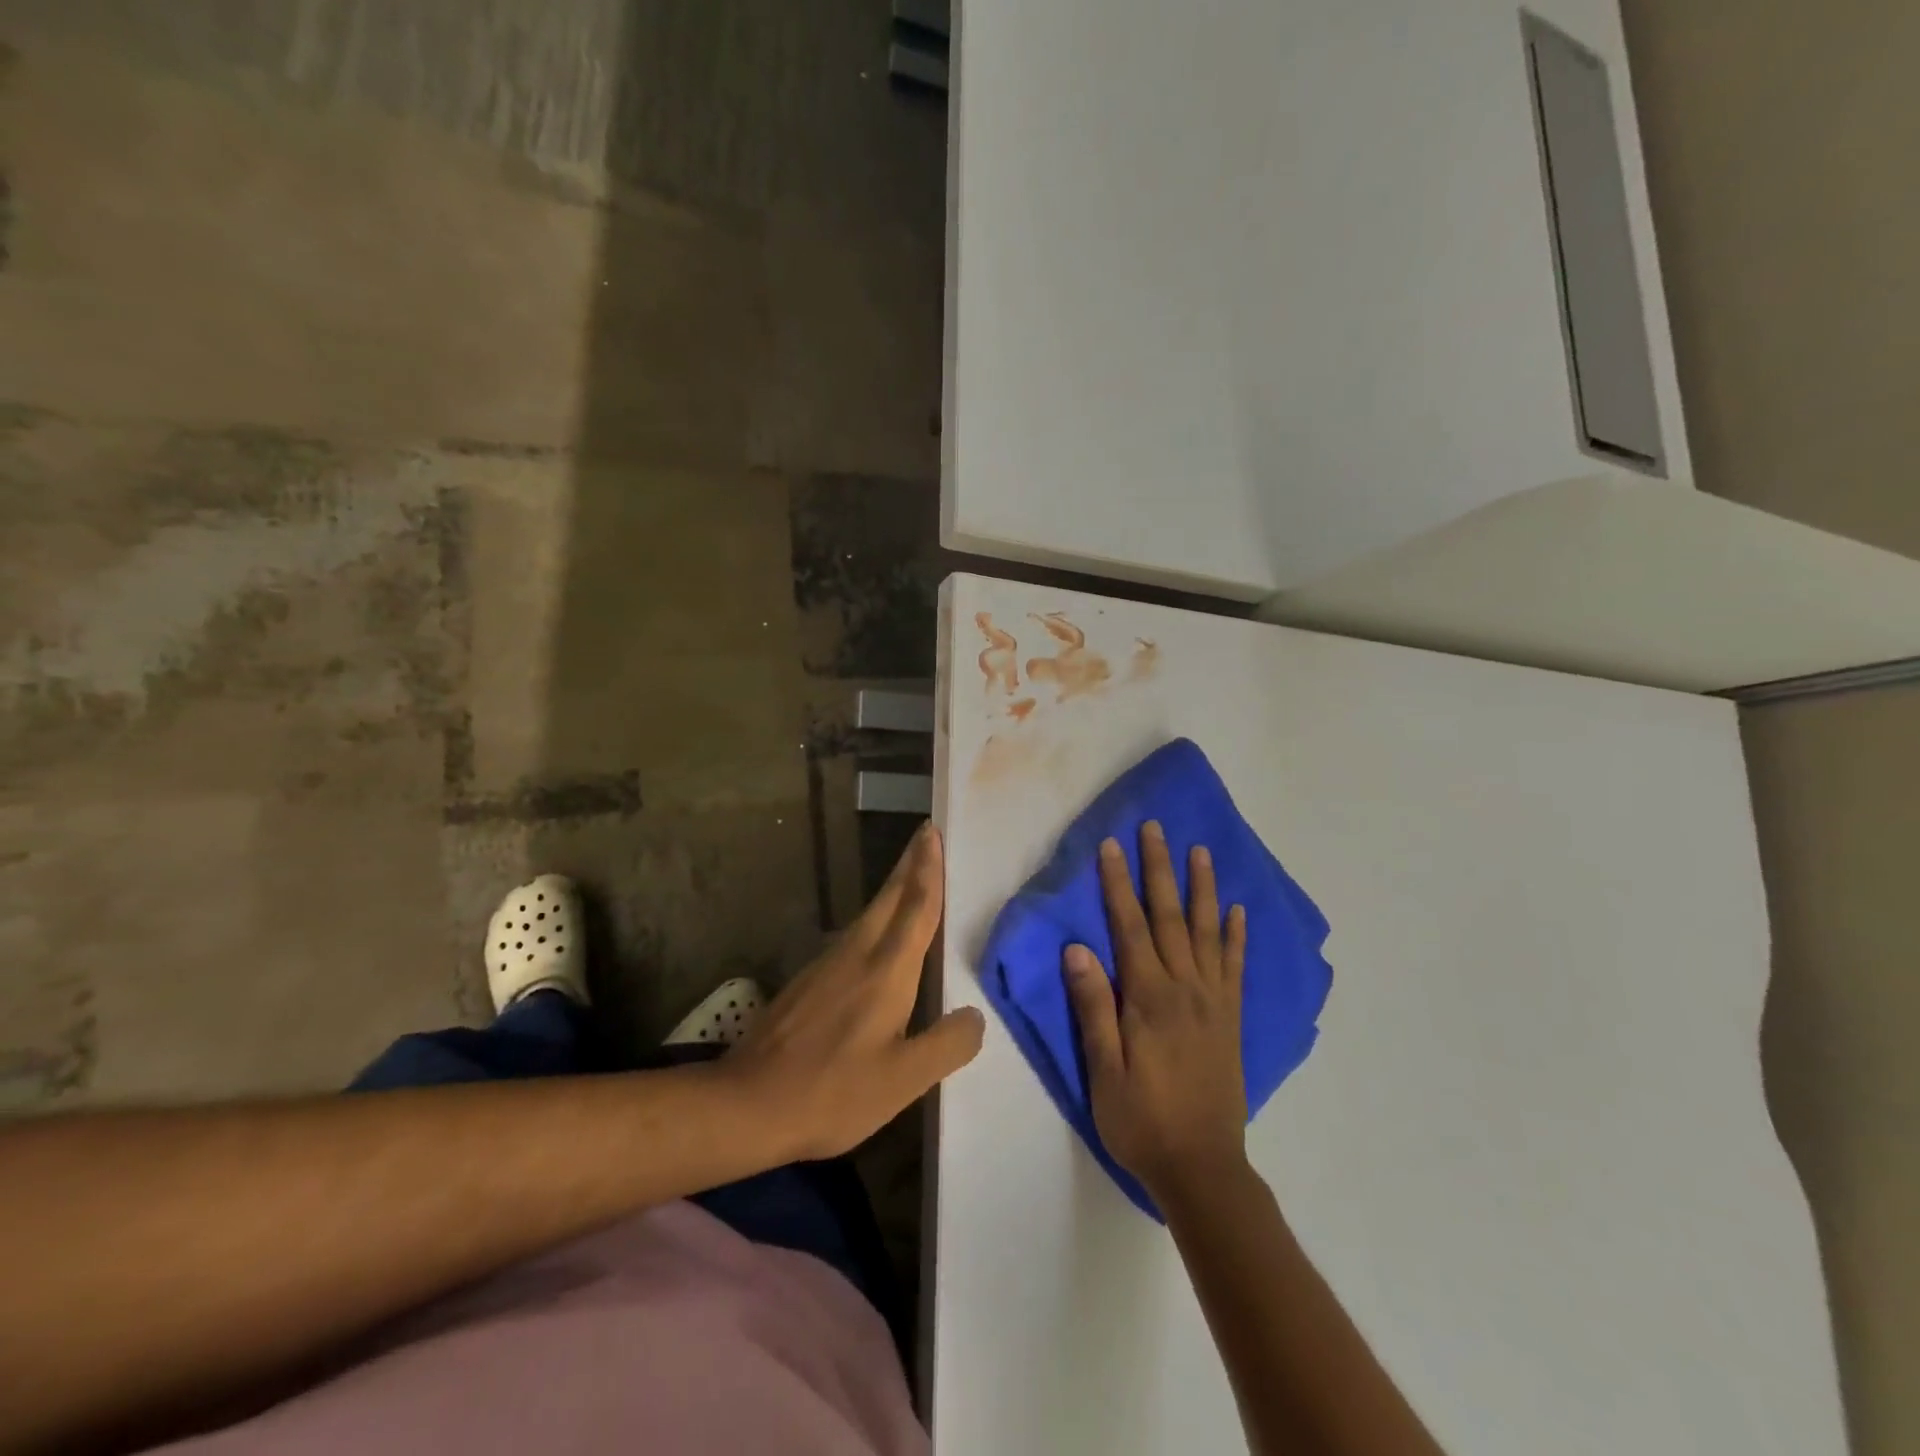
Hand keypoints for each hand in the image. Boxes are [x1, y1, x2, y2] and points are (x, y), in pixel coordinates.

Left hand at [726, 822, 984, 1160]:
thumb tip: (975, 1016)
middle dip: (909, 865)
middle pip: (889, 899)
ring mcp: (826, 965)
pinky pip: (852, 937)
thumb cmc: (832, 1091)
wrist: (747, 1103)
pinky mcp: (807, 982)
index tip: (932, 832)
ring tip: (910, 881)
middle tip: (926, 837)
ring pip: (868, 915)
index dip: (928, 870)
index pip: (916, 908)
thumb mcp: (903, 1081)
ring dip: (892, 891)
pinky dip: (874, 921)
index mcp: (887, 970)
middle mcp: (857, 954)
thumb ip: (947, 1045)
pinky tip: (875, 939)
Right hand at [1064, 821, 1249, 1204]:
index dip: (1118, 884)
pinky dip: (1236, 936)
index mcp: (1149, 998)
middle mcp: (1185, 988)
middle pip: (1170, 917)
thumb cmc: (1141, 1120)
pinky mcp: (1230, 1019)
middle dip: (1159, 869)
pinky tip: (1237, 911)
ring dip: (1202, 889)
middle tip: (1156, 829)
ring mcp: (1213, 1001)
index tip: (1112, 846)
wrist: (1203, 1168)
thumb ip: (1094, 1007)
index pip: (1130, 927)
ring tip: (1199, 852)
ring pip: (1207, 932)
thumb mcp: (1103, 1071)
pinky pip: (1235, 967)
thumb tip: (1077, 949)